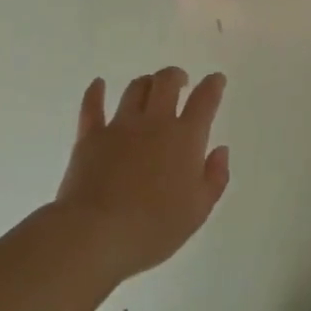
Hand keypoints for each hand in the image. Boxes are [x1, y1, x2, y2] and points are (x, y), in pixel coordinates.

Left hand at [54, 68, 230, 283]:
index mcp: (185, 139)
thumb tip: (220, 150)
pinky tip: (98, 84)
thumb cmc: (154, 228)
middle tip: (181, 81)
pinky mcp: (90, 136)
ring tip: (150, 87)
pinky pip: (92, 106)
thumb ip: (215, 177)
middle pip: (166, 83)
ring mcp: (120, 126)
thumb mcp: (198, 211)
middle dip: (176, 76)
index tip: (216, 79)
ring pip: (135, 89)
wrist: (96, 233)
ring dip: (146, 83)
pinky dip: (96, 92)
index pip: (204, 101)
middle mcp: (154, 123)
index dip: (213, 85)